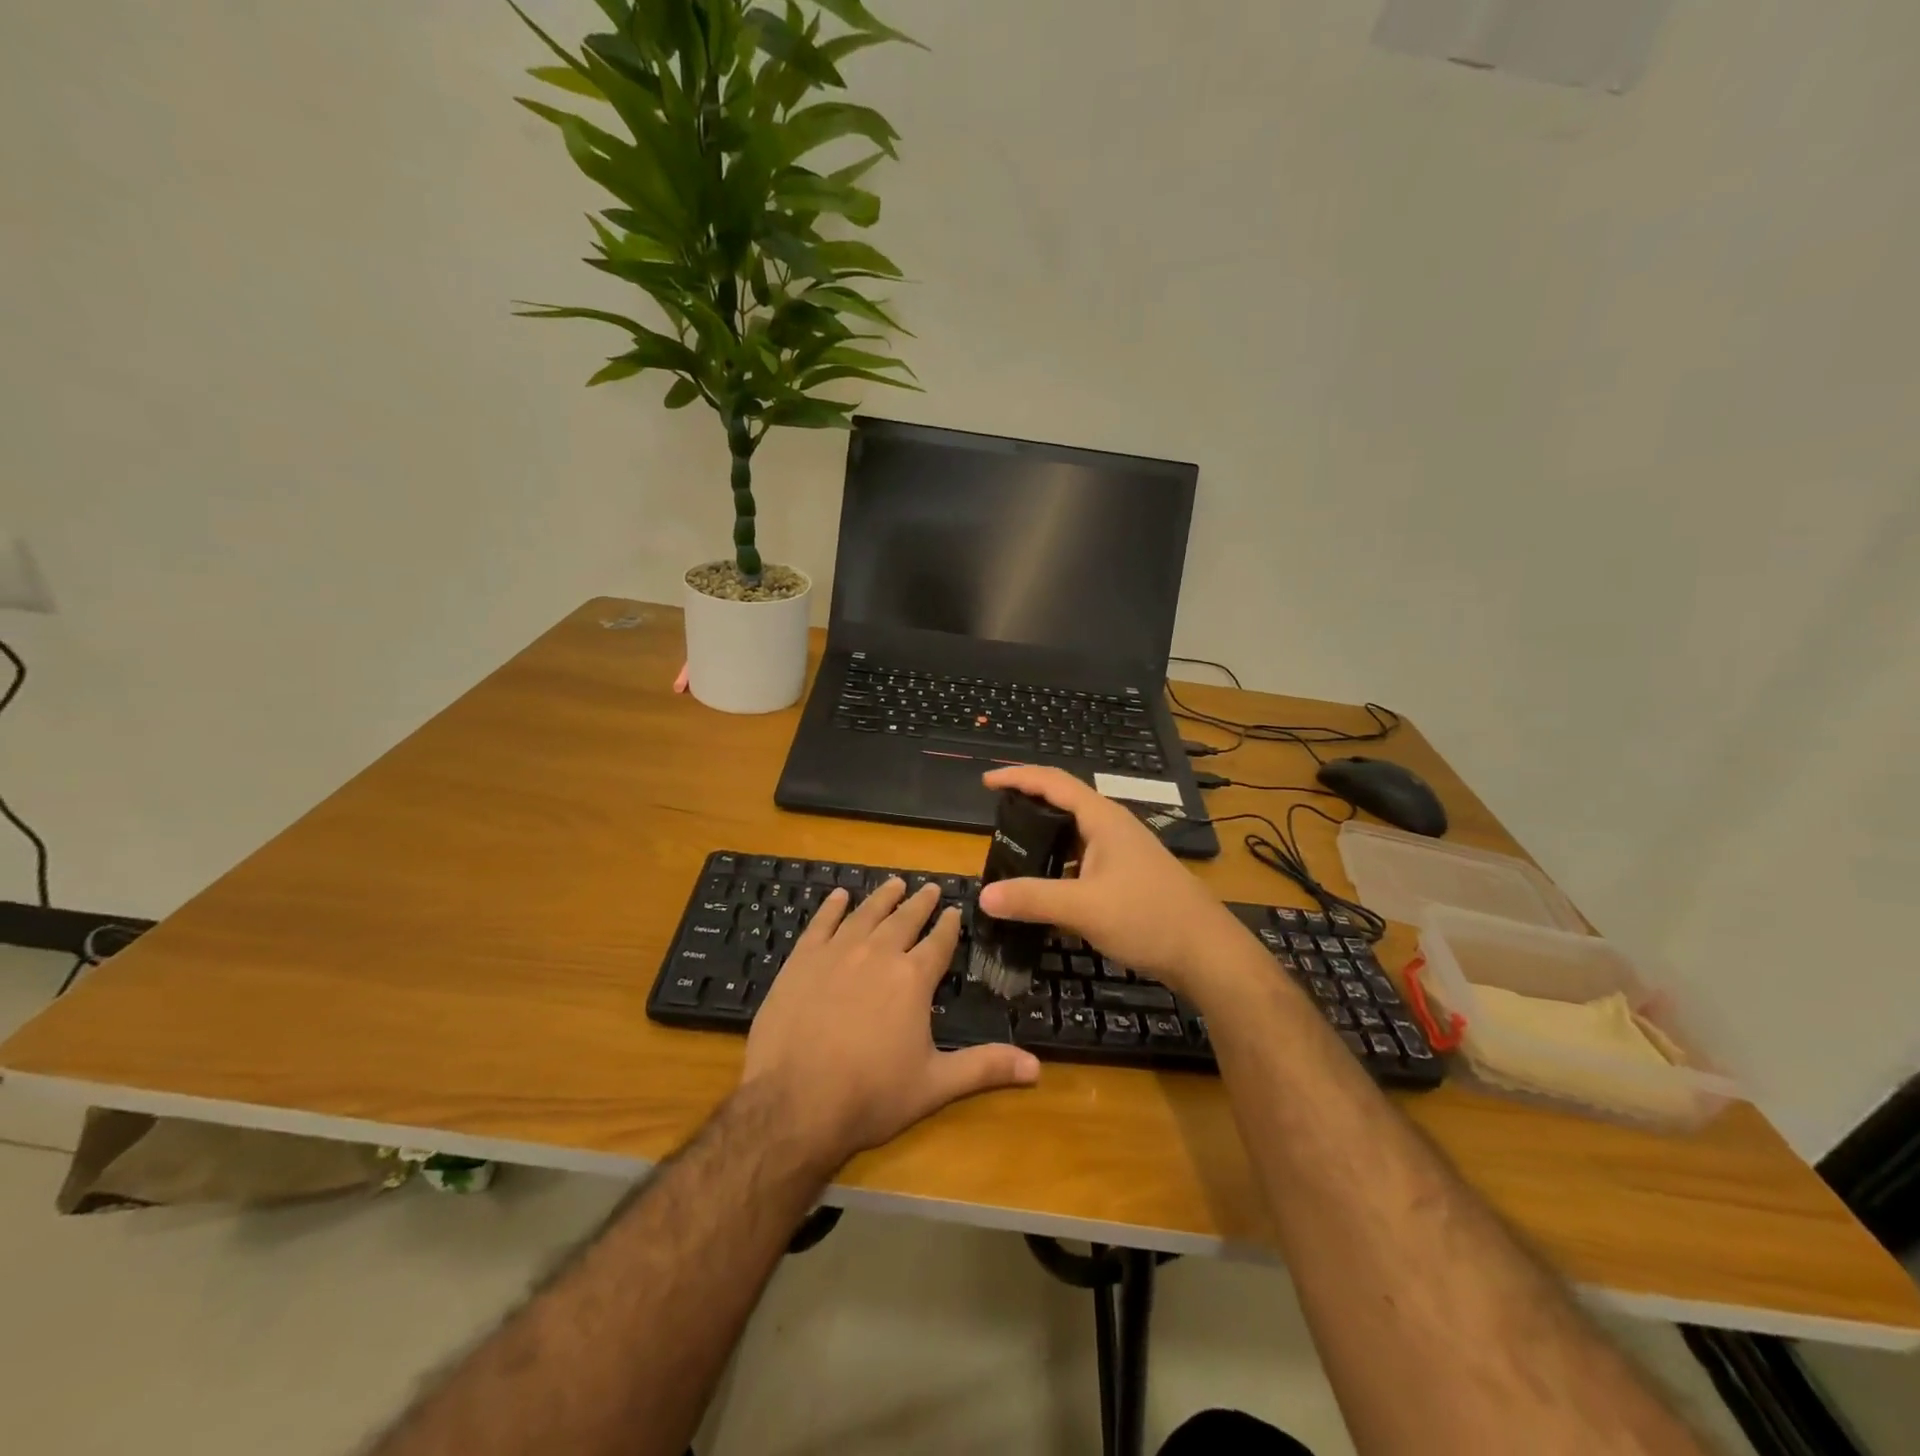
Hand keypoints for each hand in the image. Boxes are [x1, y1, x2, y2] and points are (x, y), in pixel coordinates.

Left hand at [741, 878, 1040, 1168]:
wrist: (794, 1102)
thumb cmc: (870, 1095)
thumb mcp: (934, 1085)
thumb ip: (984, 1068)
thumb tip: (1038, 1068)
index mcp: (913, 979)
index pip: (938, 942)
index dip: (949, 925)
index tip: (955, 909)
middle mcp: (878, 954)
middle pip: (904, 920)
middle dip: (920, 903)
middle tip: (930, 887)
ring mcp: (837, 953)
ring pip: (865, 914)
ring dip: (882, 897)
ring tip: (894, 883)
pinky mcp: (801, 960)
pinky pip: (820, 924)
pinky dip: (831, 907)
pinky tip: (838, 896)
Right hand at [976, 765, 1248, 993]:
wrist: (1207, 953)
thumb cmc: (1147, 917)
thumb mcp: (1083, 907)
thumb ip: (1032, 898)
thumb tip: (985, 895)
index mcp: (1103, 819)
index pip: (1054, 782)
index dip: (1018, 777)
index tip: (987, 782)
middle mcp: (1113, 828)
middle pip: (1064, 803)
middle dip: (1029, 804)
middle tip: (996, 819)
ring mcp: (1123, 853)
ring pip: (1075, 834)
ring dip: (1045, 837)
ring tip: (1014, 851)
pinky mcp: (1128, 877)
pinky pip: (1084, 860)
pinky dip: (1060, 865)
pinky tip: (1047, 888)